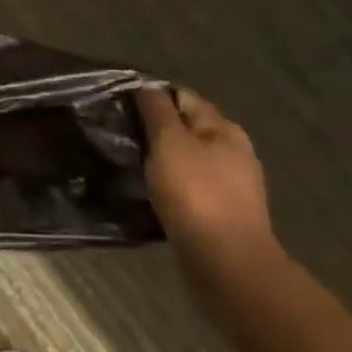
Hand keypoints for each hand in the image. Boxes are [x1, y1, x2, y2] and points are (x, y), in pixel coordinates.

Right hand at [138, 86, 278, 288]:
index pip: (182, 97)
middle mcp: (232, 152)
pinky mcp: (220, 213)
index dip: (151, 97)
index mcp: (223, 129)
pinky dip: (168, 187)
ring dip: (160, 160)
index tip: (119, 106)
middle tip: (119, 135)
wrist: (226, 265)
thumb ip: (156, 110)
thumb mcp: (169, 142)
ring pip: (185, 159)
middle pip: (185, 128)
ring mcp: (229, 185)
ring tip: (128, 164)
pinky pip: (187, 188)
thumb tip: (146, 86)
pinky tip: (148, 193)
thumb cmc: (196, 194)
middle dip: (154, 130)